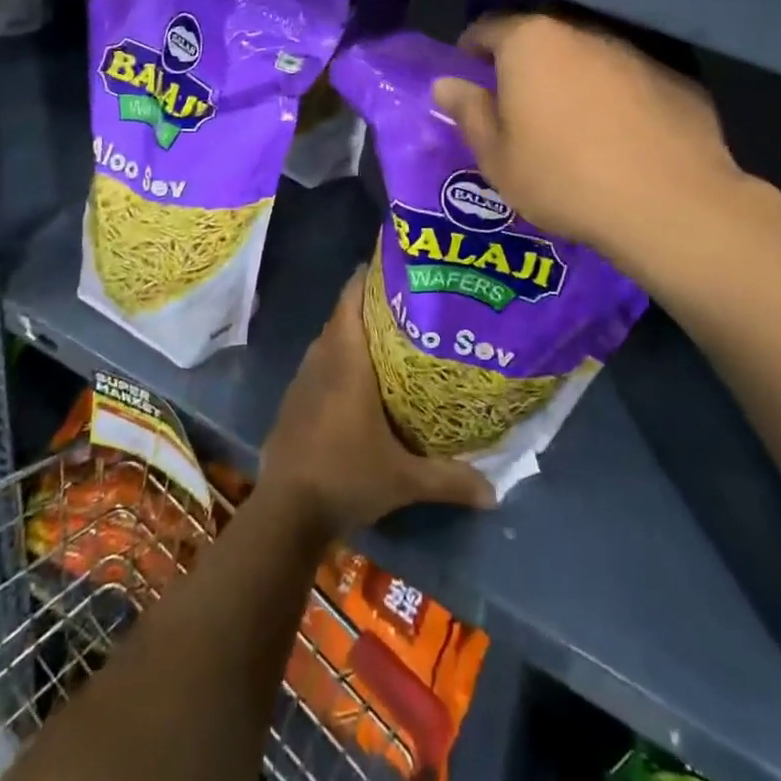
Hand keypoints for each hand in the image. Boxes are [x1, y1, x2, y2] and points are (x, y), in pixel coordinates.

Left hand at [261, 268, 494, 537]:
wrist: (286, 511)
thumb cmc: (346, 476)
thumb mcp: (404, 480)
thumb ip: (450, 479)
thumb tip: (495, 493)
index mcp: (346, 360)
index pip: (351, 299)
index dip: (368, 278)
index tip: (394, 268)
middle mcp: (321, 359)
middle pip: (343, 317)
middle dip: (370, 307)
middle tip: (407, 306)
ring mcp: (302, 380)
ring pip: (329, 341)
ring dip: (352, 335)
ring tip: (388, 340)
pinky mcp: (292, 402)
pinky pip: (318, 366)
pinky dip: (336, 362)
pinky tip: (357, 383)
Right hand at [432, 14, 780, 304]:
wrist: (668, 204)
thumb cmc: (563, 178)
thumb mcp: (497, 157)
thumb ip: (470, 112)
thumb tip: (446, 84)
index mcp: (531, 43)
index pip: (488, 28)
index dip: (471, 49)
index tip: (466, 72)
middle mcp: (582, 33)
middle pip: (541, 39)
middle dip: (524, 64)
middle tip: (515, 103)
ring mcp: (634, 53)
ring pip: (588, 58)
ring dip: (572, 80)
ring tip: (569, 124)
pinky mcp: (675, 78)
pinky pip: (629, 82)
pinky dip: (615, 99)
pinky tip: (619, 137)